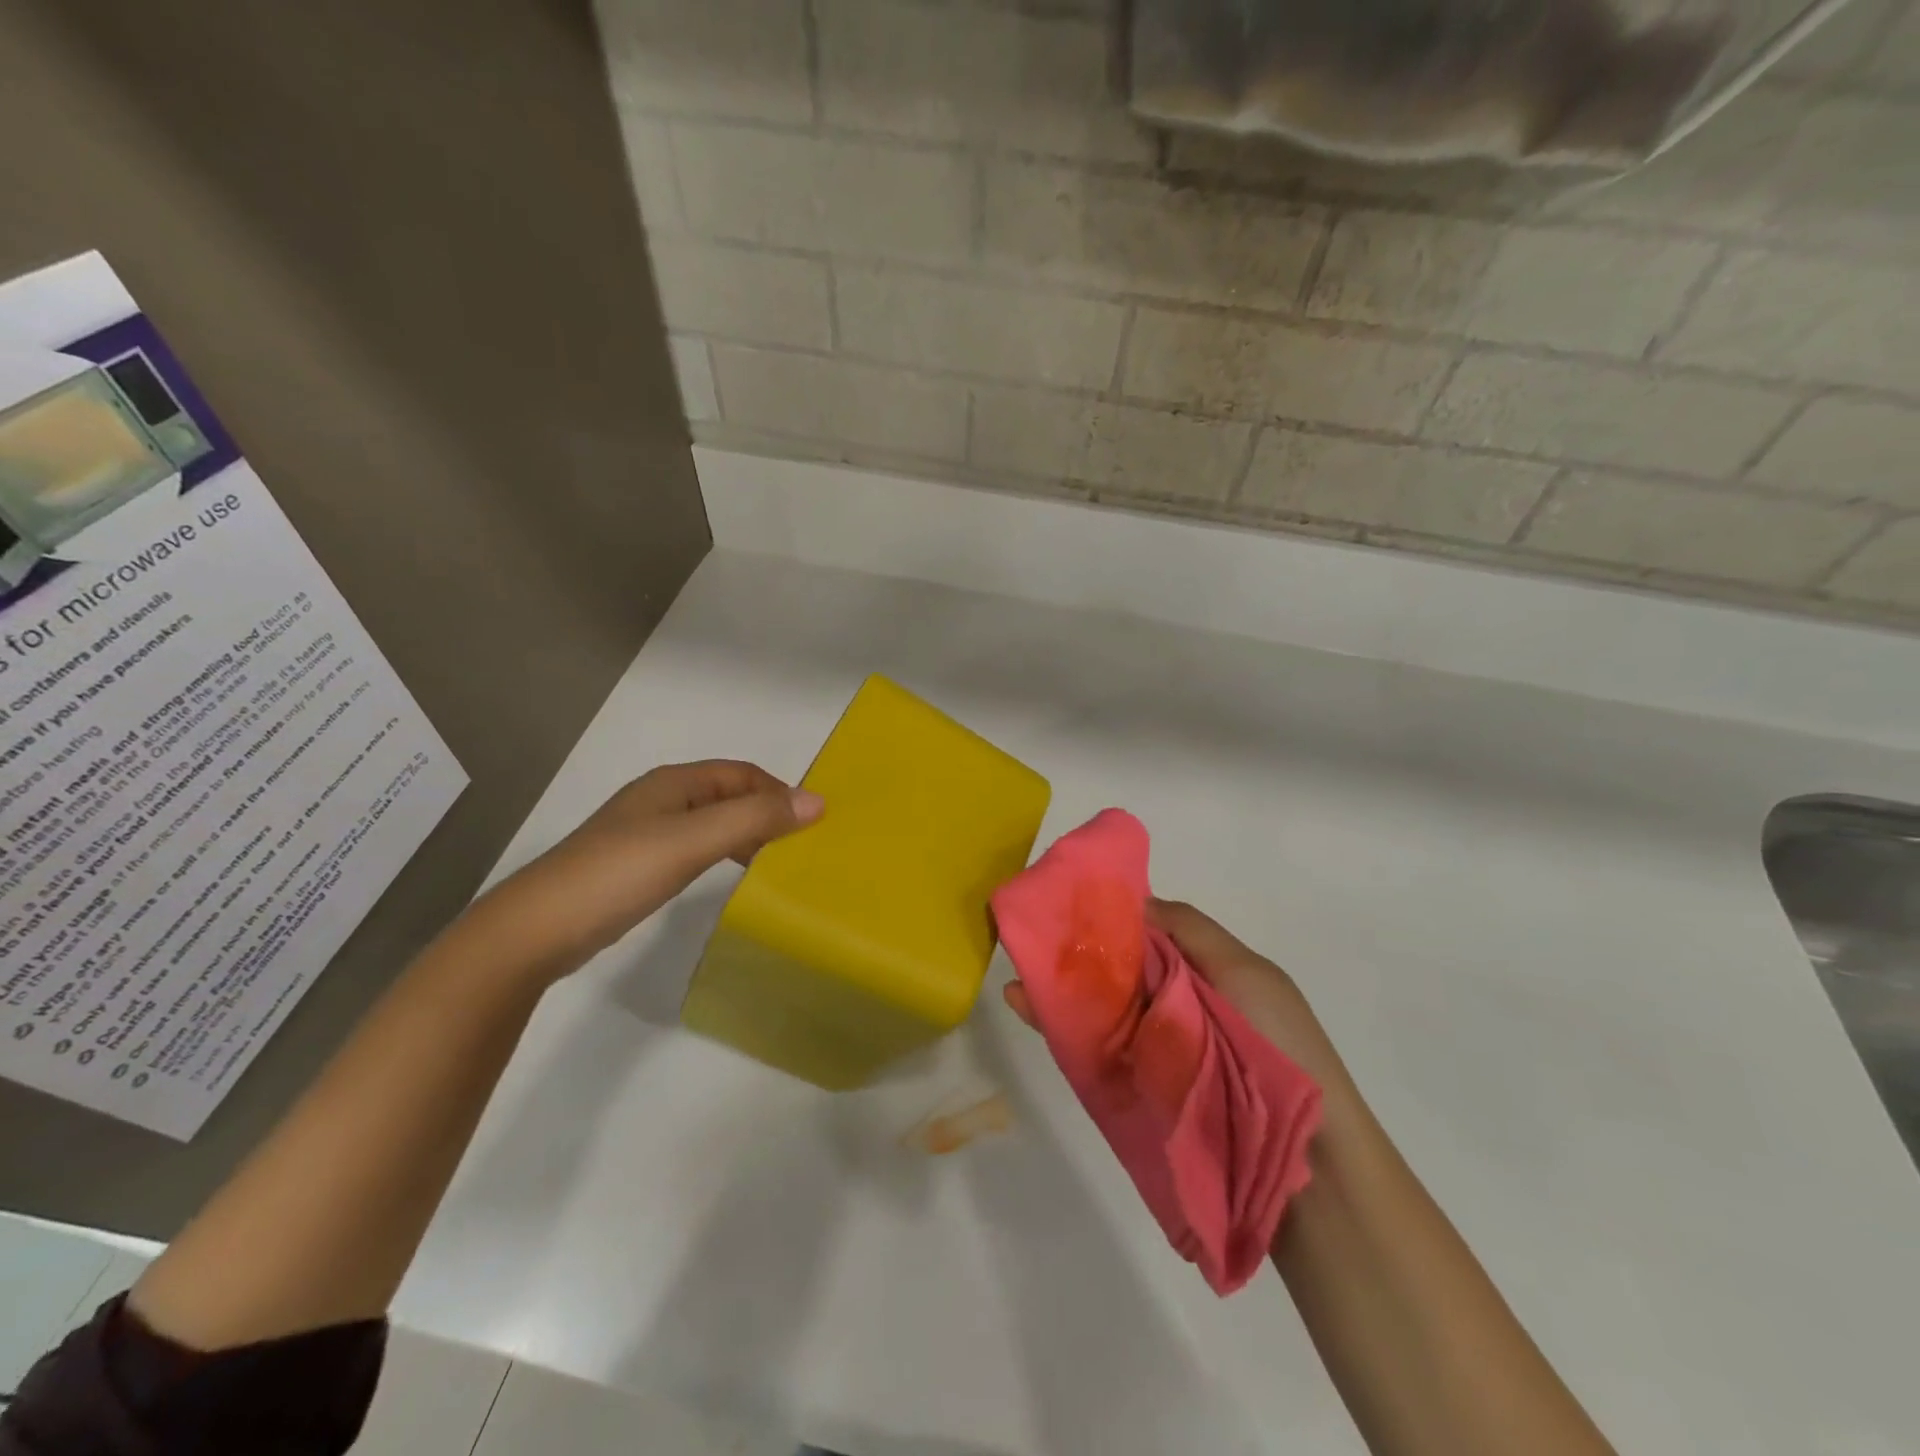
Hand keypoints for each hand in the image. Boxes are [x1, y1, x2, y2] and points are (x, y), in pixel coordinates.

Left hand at [484, 760, 823, 976]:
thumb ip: (753, 819)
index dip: (780, 791)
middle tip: (800, 847)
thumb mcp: (693, 841)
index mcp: (674, 782)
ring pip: (713, 822)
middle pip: (729, 795)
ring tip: (775, 863)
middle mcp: (662, 799)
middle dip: (767, 812)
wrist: (536, 930)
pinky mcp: (638, 865)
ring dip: (747, 834)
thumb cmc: (619, 873)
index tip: (813, 825)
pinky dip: (723, 854)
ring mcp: (647, 833)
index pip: (743, 773)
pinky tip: (729, 878)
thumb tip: (818, 801)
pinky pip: (696, 848)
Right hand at [1004, 898, 1344, 1088]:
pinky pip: (1091, 1048)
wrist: (1306, 1163)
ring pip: (1096, 1006)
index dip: (1109, 915)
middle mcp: (1171, 1005)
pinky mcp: (1133, 1088)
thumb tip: (1135, 899)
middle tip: (1030, 934)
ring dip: (1057, 987)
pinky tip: (1026, 1005)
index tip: (1069, 899)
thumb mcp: (1245, 972)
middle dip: (1074, 950)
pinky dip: (1058, 1027)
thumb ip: (1189, 929)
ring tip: (1017, 971)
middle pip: (1114, 969)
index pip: (1144, 933)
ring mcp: (1150, 1047)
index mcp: (1199, 971)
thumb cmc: (1280, 1048)